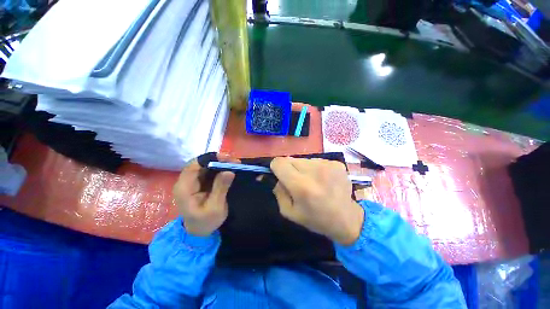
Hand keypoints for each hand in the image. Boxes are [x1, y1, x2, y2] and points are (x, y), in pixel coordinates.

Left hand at [173, 154, 236, 235]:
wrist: (199, 232)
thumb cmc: (205, 222)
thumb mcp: (215, 207)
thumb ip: (221, 188)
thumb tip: (229, 171)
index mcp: (185, 188)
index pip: (194, 165)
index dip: (210, 159)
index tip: (227, 159)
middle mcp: (185, 182)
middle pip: (200, 163)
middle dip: (217, 160)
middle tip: (234, 162)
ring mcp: (191, 182)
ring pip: (205, 166)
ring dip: (219, 163)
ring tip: (234, 164)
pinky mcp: (198, 183)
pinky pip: (208, 171)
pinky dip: (219, 169)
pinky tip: (228, 169)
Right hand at [270, 157, 363, 245]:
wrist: (347, 219)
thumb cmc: (316, 219)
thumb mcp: (289, 212)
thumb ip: (279, 192)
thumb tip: (278, 177)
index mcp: (301, 186)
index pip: (279, 163)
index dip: (276, 168)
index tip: (281, 176)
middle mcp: (314, 171)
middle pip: (290, 159)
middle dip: (289, 169)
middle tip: (297, 181)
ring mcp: (327, 165)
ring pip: (303, 159)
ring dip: (303, 168)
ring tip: (312, 182)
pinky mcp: (336, 164)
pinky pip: (316, 160)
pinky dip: (315, 168)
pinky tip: (323, 180)